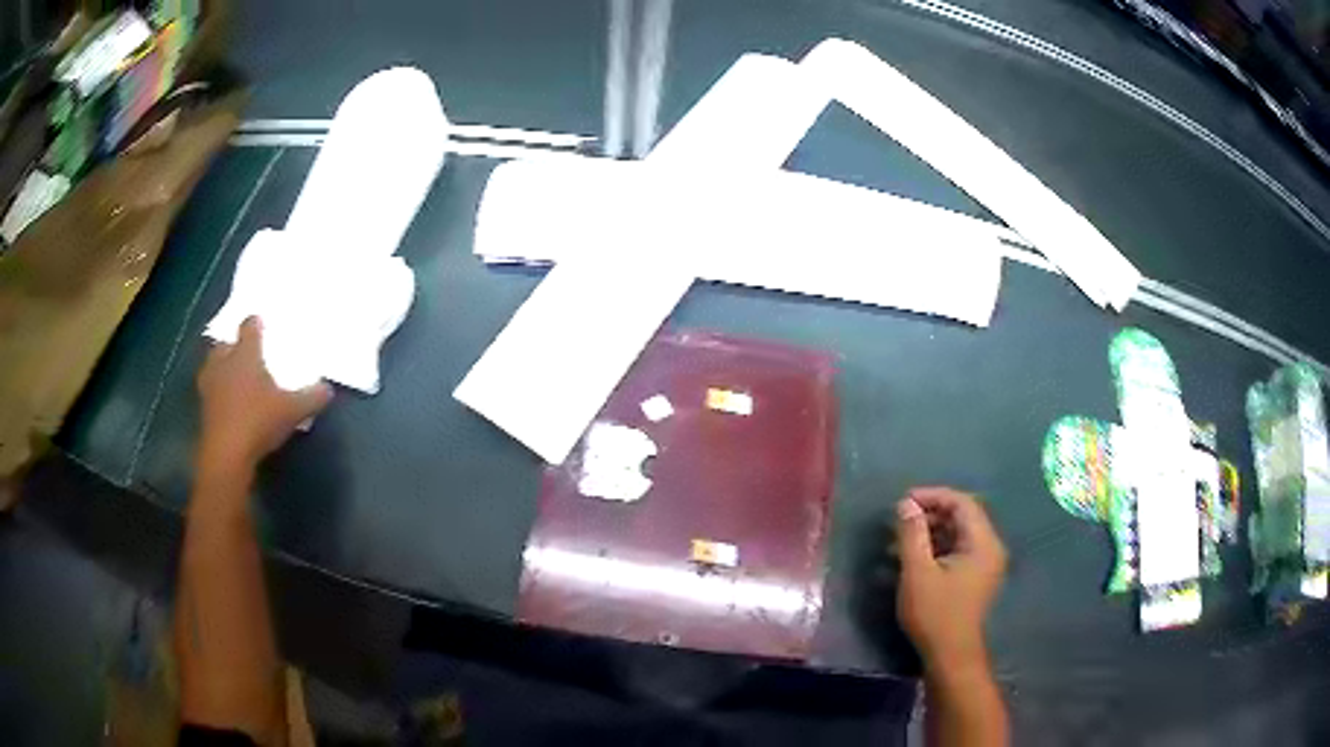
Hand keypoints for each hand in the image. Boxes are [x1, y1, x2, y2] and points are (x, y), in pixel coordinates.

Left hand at [197, 316, 332, 471]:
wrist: (227, 454)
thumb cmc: (258, 421)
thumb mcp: (293, 411)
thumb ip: (311, 398)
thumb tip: (328, 389)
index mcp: (245, 354)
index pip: (249, 328)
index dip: (255, 324)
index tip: (261, 324)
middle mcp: (224, 362)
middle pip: (225, 345)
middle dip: (233, 346)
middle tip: (244, 354)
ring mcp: (210, 385)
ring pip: (212, 367)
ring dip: (220, 369)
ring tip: (231, 376)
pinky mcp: (203, 408)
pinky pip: (210, 392)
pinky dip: (217, 394)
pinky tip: (227, 403)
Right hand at [895, 487, 1006, 671]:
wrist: (950, 655)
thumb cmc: (935, 613)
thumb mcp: (918, 572)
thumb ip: (912, 534)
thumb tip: (906, 504)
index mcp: (983, 543)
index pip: (962, 503)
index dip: (933, 496)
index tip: (904, 501)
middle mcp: (990, 548)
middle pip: (962, 516)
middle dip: (930, 514)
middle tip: (899, 520)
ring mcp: (985, 564)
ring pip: (958, 534)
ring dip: (930, 532)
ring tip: (899, 541)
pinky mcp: (975, 578)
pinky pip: (958, 550)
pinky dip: (936, 548)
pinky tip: (911, 558)